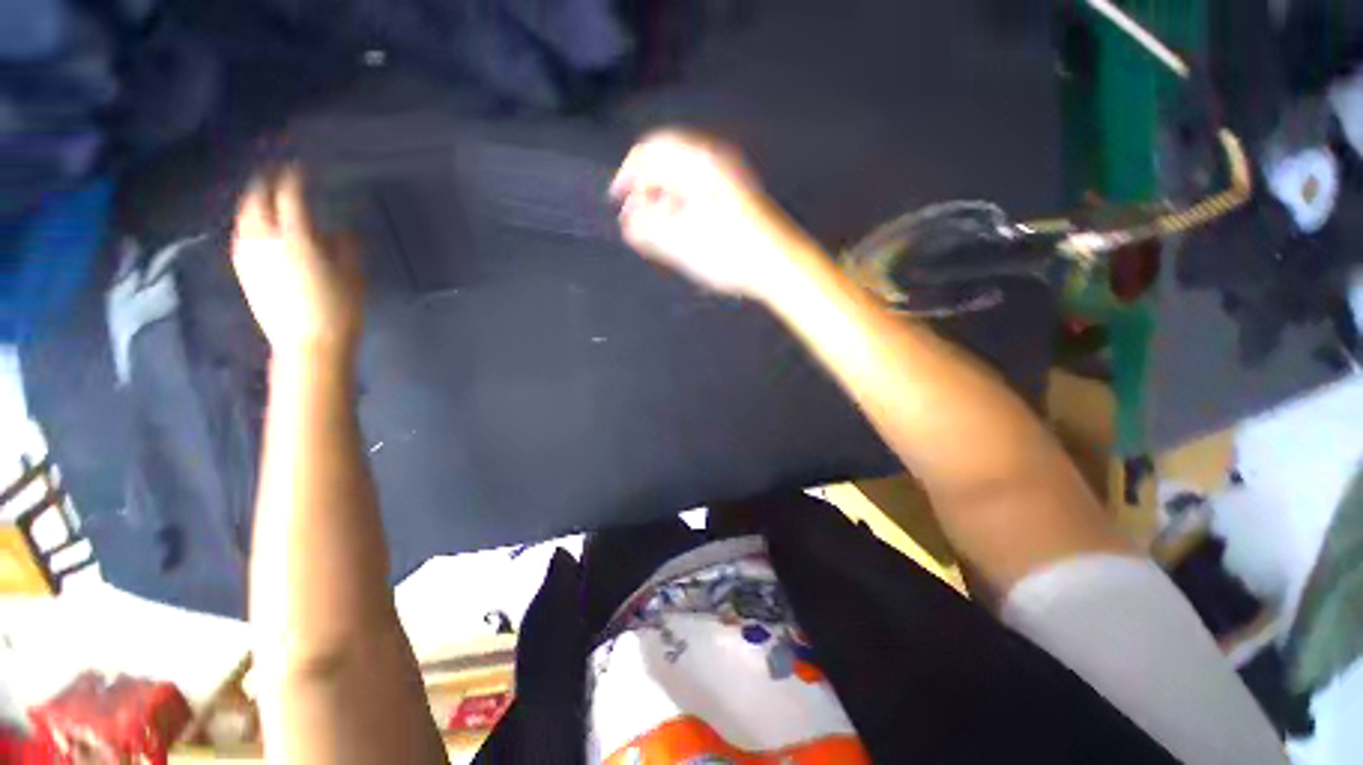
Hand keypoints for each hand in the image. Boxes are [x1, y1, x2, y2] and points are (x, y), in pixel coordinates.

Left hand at [232, 169, 364, 363]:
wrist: (308, 345)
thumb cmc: (339, 310)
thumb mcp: (353, 276)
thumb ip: (346, 247)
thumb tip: (341, 230)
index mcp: (296, 238)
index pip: (289, 195)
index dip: (294, 177)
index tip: (300, 167)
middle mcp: (265, 240)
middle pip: (257, 200)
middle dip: (266, 183)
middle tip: (278, 175)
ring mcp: (249, 255)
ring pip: (244, 216)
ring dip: (254, 200)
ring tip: (265, 195)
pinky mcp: (243, 270)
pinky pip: (241, 234)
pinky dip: (249, 221)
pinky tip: (258, 225)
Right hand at [611, 130, 809, 300]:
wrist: (778, 264)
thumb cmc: (729, 253)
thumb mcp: (680, 243)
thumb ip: (647, 228)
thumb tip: (627, 219)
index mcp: (697, 162)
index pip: (649, 152)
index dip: (627, 175)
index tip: (618, 200)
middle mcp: (713, 159)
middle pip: (666, 161)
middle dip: (646, 187)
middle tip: (637, 216)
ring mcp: (728, 175)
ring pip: (683, 175)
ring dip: (663, 195)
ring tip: (656, 225)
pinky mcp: (736, 192)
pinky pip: (698, 187)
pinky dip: (681, 201)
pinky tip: (680, 224)